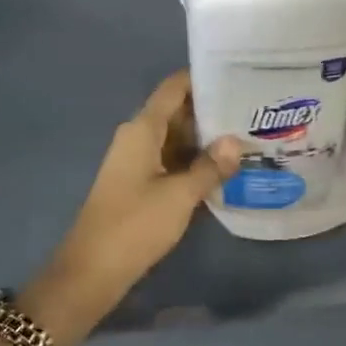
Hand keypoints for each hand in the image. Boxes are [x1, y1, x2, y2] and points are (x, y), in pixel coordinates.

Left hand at [24, 71, 241, 345]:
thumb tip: (236, 140)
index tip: (238, 74)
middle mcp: (138, 138)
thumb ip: (210, 166)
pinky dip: (196, 161)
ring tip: (248, 135)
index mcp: (142, 129)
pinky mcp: (141, 184)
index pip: (174, 88)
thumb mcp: (180, 196)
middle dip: (213, 110)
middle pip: (178, 112)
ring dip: (207, 139)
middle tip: (253, 109)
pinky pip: (173, 161)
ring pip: (178, 139)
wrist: (92, 271)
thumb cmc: (134, 225)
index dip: (203, 78)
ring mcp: (138, 162)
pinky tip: (225, 168)